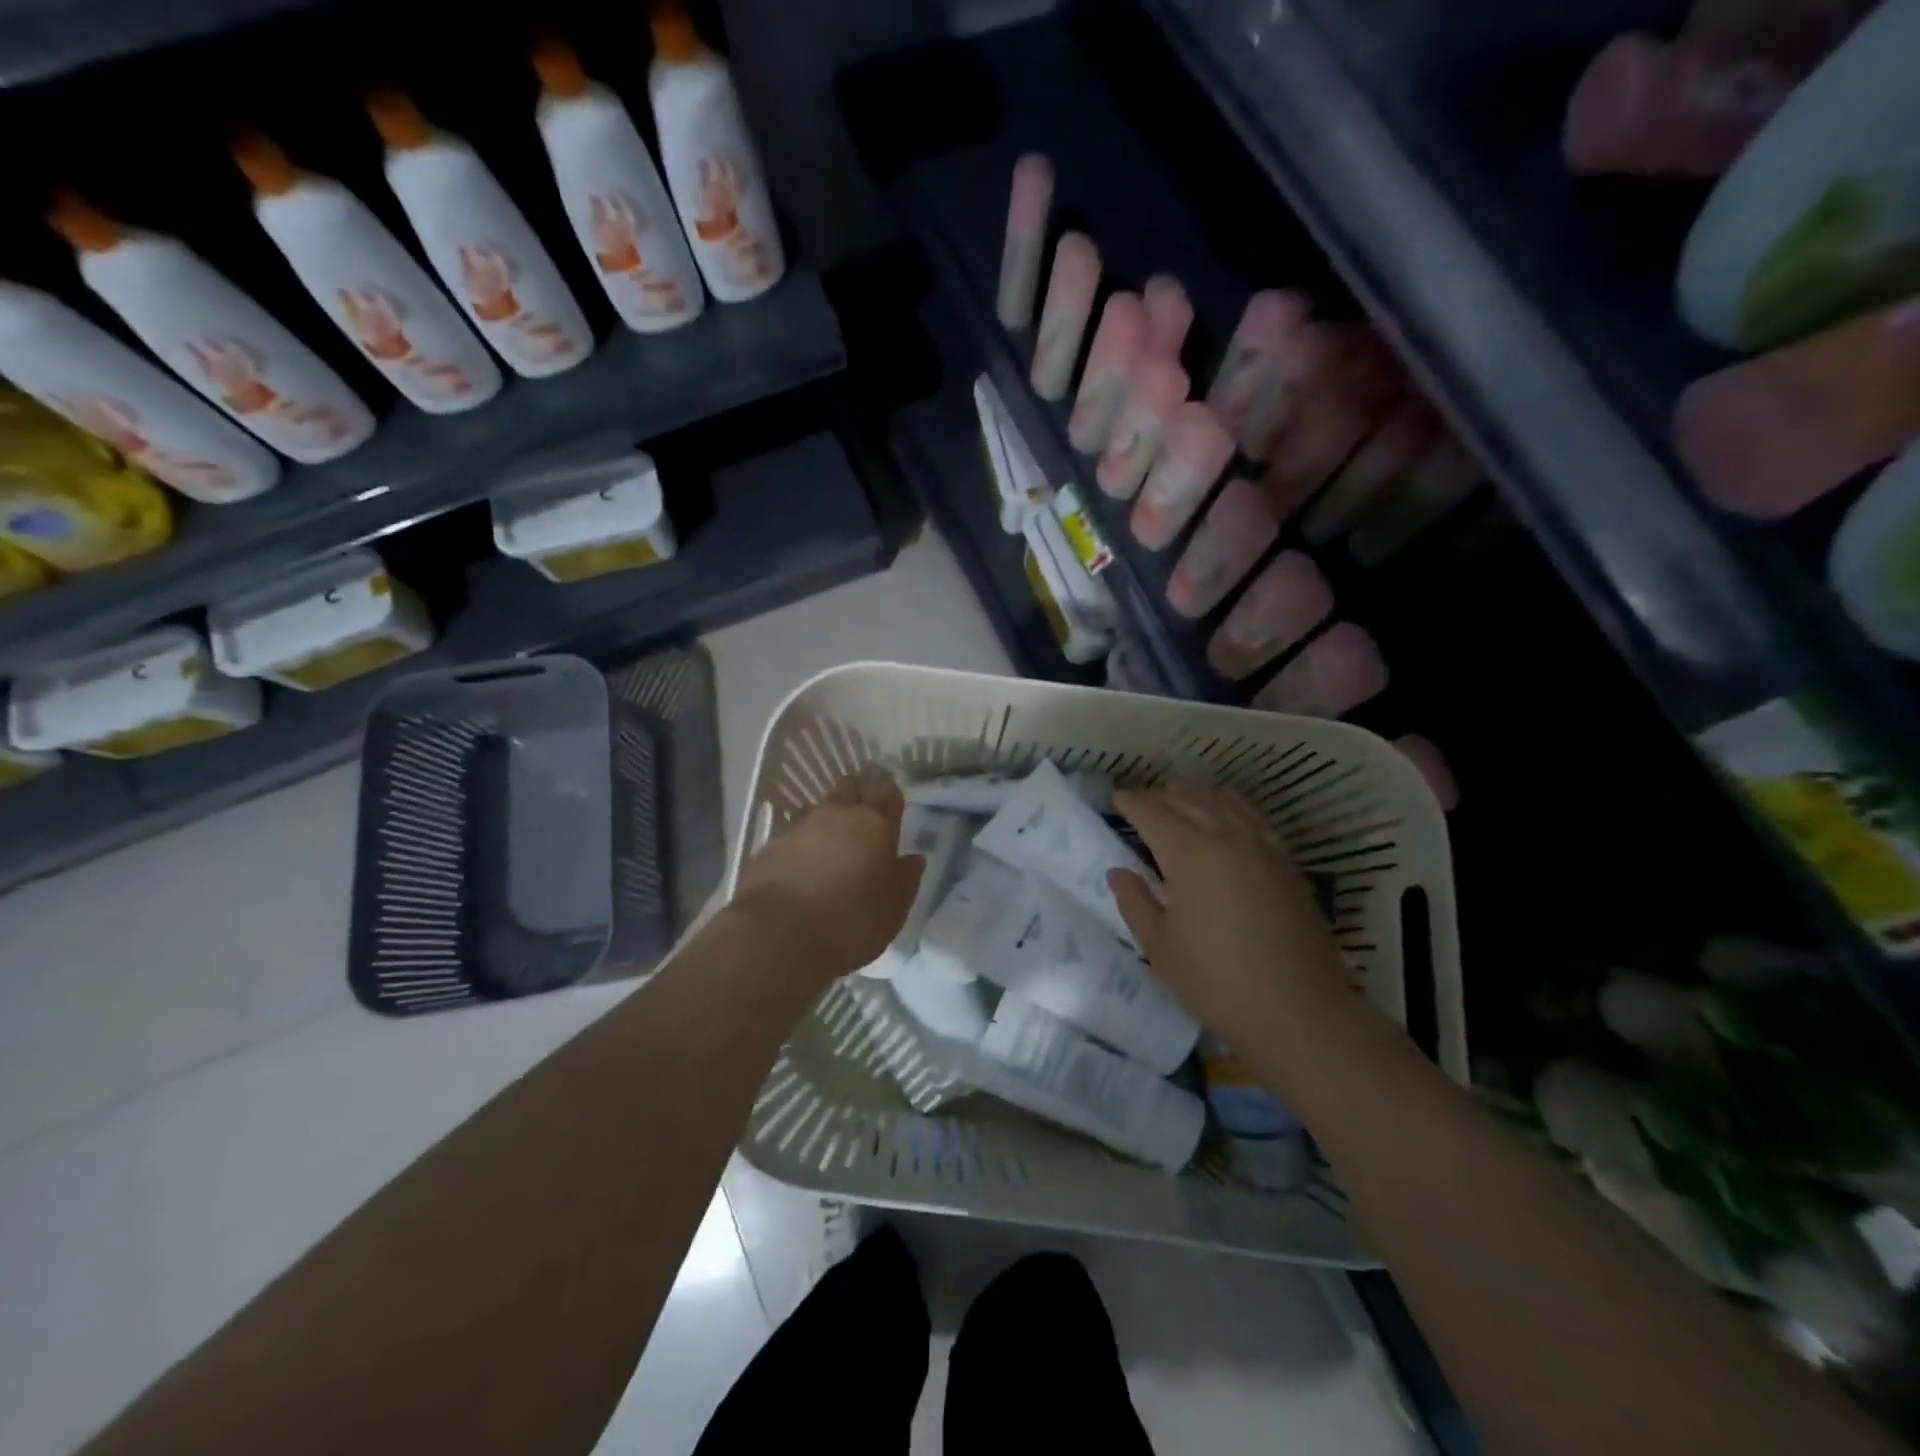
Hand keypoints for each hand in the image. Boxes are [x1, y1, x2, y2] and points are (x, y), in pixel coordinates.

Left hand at [731, 771, 925, 984]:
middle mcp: (836, 815)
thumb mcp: (894, 908)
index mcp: (874, 823)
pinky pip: (792, 836)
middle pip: (847, 787)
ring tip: (830, 844)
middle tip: (862, 814)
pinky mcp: (769, 847)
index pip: (886, 791)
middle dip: (856, 793)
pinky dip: (800, 846)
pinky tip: (801, 868)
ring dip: (826, 821)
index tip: (891, 798)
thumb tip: (914, 858)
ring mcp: (799, 827)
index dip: (890, 792)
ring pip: (817, 810)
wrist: (779, 935)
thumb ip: (906, 878)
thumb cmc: (851, 920)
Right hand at [1108, 780, 1354, 1040]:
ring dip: (1196, 795)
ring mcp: (1263, 846)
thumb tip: (1118, 871)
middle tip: (1141, 803)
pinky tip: (1225, 818)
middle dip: (1160, 795)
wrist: (1300, 1012)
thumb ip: (1134, 901)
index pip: (1153, 812)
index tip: (1116, 799)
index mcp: (1190, 853)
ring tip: (1179, 800)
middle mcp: (1227, 836)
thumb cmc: (1217, 981)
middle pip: (1188, 798)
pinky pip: (1253, 816)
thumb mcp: (1159, 946)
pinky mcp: (1287, 862)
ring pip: (1224, 800)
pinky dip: (1230, 807)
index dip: (1131, 803)